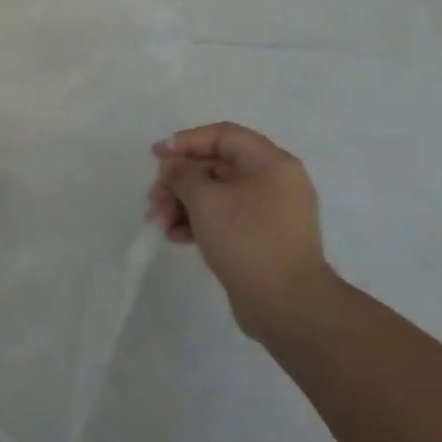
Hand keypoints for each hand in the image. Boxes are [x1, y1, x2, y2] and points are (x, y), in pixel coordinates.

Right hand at [149, 123, 334, 341]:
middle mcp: (275, 182)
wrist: (288, 305)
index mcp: (271, 163)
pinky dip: (199, 222)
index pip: (224, 135)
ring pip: (217, 195)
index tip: (156, 156)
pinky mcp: (262, 239)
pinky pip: (225, 218)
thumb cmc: (247, 240)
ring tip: (159, 222)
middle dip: (180, 181)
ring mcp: (270, 213)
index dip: (186, 141)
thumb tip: (173, 167)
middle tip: (154, 199)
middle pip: (217, 166)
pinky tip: (176, 237)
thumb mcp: (206, 199)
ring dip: (183, 203)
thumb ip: (183, 174)